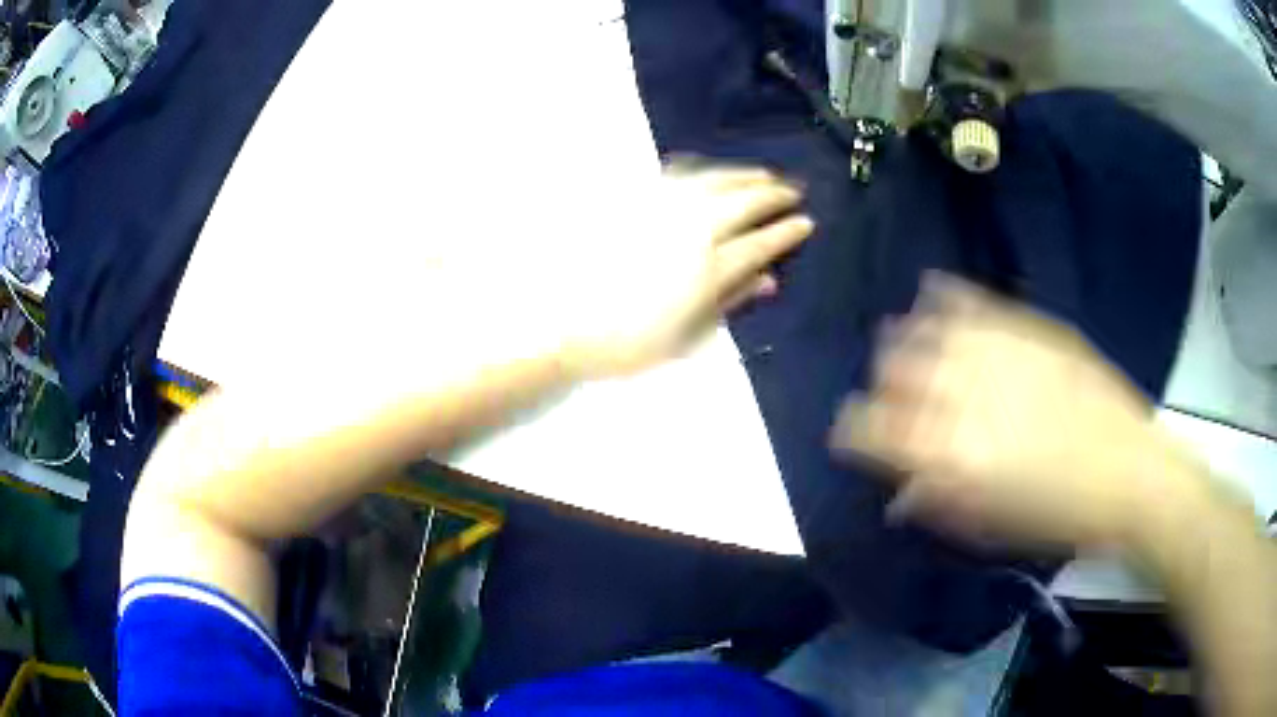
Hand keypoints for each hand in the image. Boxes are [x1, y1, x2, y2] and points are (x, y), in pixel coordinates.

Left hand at [562, 162, 812, 376]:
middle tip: (795, 191)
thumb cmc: (627, 344)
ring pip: (714, 180)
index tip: (806, 223)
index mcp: (707, 269)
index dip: (786, 232)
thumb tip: (768, 279)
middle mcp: (690, 229)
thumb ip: (729, 302)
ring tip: (766, 175)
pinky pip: (679, 174)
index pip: (760, 242)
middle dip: (774, 194)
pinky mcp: (635, 200)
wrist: (561, 326)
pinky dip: (706, 170)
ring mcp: (661, 209)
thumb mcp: (686, 339)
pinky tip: (715, 173)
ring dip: (745, 175)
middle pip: (743, 201)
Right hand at [831, 273, 1176, 551]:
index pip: (871, 428)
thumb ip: (938, 502)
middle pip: (893, 372)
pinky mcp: (1024, 327)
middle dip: (882, 386)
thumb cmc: (1056, 516)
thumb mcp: (989, 527)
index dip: (852, 429)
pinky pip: (968, 300)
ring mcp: (994, 353)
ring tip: (907, 347)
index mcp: (948, 454)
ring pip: (923, 330)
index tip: (852, 433)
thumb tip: (900, 492)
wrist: (1126, 472)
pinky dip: (943, 296)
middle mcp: (962, 395)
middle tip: (893, 398)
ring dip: (905, 341)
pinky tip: (932, 295)